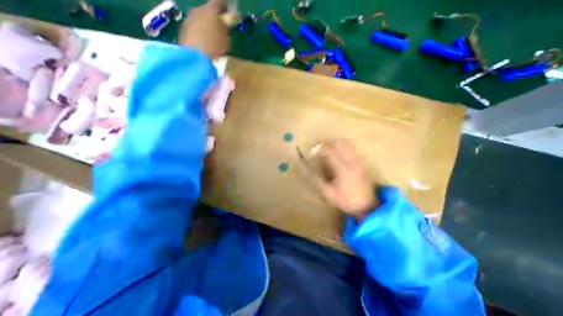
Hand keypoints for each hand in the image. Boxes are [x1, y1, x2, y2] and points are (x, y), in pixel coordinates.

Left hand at [181, 0, 233, 58]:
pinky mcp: (183, 30)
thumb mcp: (226, 37)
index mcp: (210, 10)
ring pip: (201, 19)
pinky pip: (195, 27)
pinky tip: (204, 42)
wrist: (194, 57)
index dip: (226, 6)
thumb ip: (228, 24)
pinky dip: (200, 32)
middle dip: (216, 16)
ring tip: (214, 37)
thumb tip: (233, 14)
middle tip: (222, 26)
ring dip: (207, 25)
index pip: (219, 2)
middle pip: (208, 10)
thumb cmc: (214, 46)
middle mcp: (198, 10)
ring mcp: (189, 19)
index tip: (231, 11)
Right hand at [312, 141, 377, 222]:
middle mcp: (351, 161)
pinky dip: (342, 146)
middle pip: (338, 144)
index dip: (319, 149)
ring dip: (334, 143)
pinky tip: (336, 152)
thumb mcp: (328, 193)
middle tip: (318, 149)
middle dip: (326, 144)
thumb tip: (308, 171)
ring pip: (346, 144)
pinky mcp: (361, 162)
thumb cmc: (346, 200)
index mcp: (342, 169)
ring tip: (326, 149)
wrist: (367, 205)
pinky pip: (351, 148)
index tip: (312, 153)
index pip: (330, 152)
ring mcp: (358, 161)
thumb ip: (317, 181)